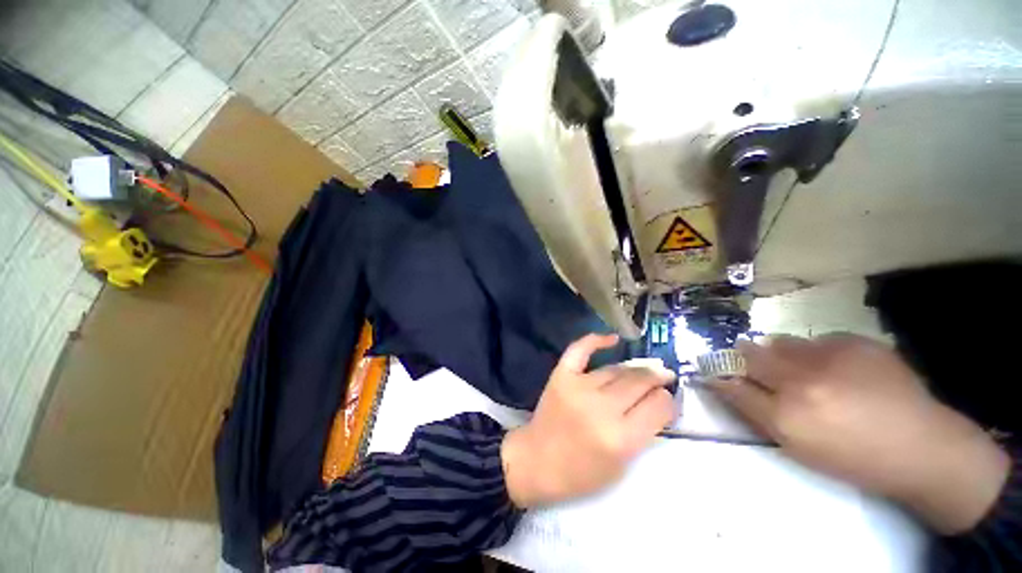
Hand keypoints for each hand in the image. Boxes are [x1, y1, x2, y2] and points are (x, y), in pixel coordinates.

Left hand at [501, 334, 675, 507]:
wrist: (537, 461)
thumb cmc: (581, 473)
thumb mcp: (622, 465)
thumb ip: (642, 432)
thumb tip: (657, 401)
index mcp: (620, 438)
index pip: (657, 406)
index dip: (667, 400)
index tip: (666, 399)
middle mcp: (601, 408)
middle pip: (639, 382)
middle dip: (656, 378)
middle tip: (662, 376)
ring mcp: (578, 387)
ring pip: (615, 369)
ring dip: (634, 369)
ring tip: (643, 371)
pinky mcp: (561, 376)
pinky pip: (580, 350)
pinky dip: (596, 340)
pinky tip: (613, 339)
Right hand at [710, 334, 1009, 533]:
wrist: (923, 447)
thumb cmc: (855, 458)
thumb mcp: (799, 448)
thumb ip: (760, 413)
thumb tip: (731, 386)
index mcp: (786, 415)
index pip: (732, 385)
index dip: (719, 376)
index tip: (710, 372)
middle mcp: (800, 381)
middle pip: (749, 355)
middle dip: (742, 357)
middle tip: (746, 360)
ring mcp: (829, 357)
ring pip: (781, 342)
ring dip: (779, 353)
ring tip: (798, 367)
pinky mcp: (855, 342)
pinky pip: (817, 340)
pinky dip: (816, 351)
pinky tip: (836, 367)